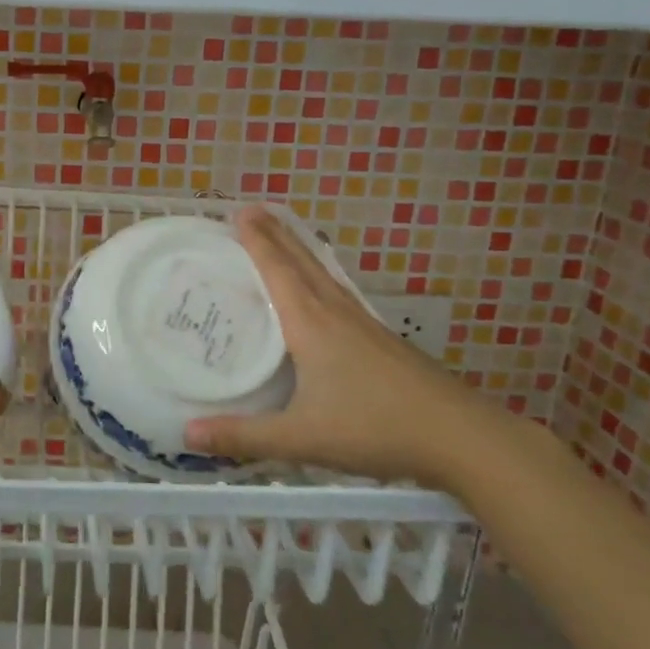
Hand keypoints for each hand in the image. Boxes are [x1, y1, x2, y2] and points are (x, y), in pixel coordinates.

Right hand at [184, 205, 500, 484]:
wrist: (463, 438)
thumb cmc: (375, 428)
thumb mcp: (302, 437)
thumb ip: (244, 436)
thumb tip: (187, 434)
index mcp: (312, 324)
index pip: (278, 271)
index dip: (257, 241)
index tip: (239, 212)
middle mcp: (336, 313)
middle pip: (302, 263)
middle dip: (276, 235)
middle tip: (253, 210)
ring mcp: (364, 324)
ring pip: (324, 276)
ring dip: (299, 251)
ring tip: (282, 236)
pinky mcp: (382, 340)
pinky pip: (340, 293)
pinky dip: (320, 277)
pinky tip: (324, 290)